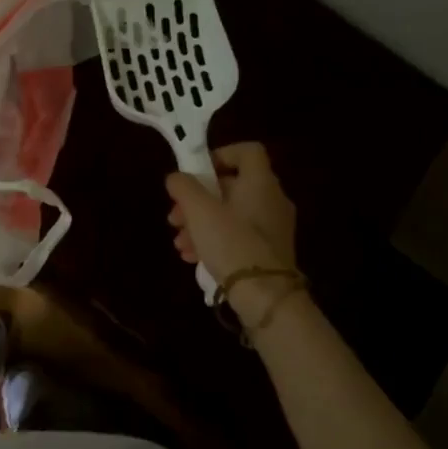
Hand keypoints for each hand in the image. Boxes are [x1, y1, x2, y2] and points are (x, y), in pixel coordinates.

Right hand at [165, 142, 299, 311]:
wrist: (266, 297)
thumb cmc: (231, 242)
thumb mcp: (199, 210)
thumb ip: (184, 186)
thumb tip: (176, 178)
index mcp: (260, 182)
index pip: (248, 151)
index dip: (220, 154)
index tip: (196, 173)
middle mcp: (272, 200)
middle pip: (231, 186)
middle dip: (197, 200)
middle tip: (175, 217)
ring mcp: (273, 228)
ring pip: (230, 214)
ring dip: (200, 223)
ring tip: (179, 243)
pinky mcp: (269, 252)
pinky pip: (237, 236)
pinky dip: (214, 240)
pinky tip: (193, 257)